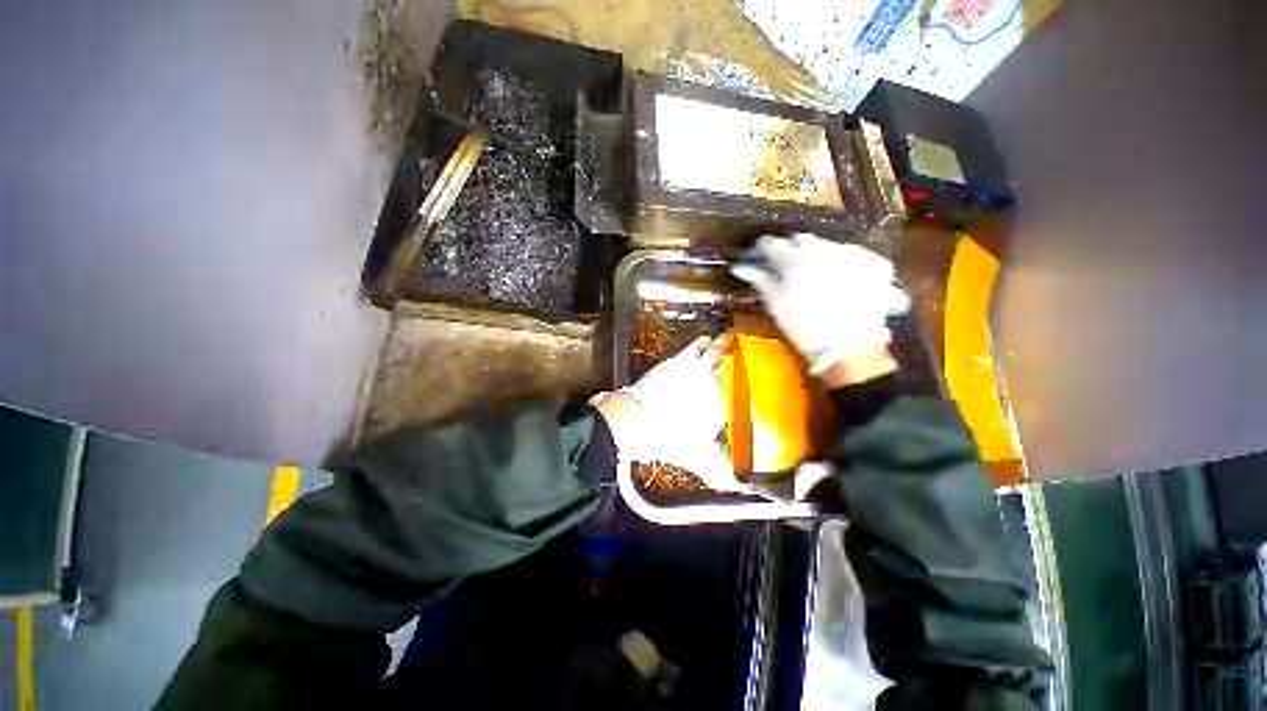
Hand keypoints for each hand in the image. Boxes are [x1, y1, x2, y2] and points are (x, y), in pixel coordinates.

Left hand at [594, 336, 740, 491]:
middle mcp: (713, 383)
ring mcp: (695, 369)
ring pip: (716, 351)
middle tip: (748, 347)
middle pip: (732, 364)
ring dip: (724, 344)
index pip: (743, 388)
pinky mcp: (677, 361)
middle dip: (740, 356)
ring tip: (731, 337)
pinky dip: (702, 341)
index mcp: (722, 405)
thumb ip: (720, 472)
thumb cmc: (668, 440)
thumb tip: (735, 487)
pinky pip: (695, 347)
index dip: (752, 378)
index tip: (758, 372)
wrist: (639, 420)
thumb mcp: (699, 460)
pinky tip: (706, 338)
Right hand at [732, 234, 908, 377]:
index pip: (771, 243)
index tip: (759, 259)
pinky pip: (852, 254)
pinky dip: (843, 263)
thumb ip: (759, 279)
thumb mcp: (776, 304)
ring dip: (817, 256)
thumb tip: (739, 267)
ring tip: (817, 277)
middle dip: (791, 250)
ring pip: (827, 245)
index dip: (762, 250)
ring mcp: (852, 252)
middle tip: (787, 269)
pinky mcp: (875, 261)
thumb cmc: (804, 327)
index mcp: (794, 259)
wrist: (850, 347)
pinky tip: (842, 281)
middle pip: (801, 240)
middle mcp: (823, 248)